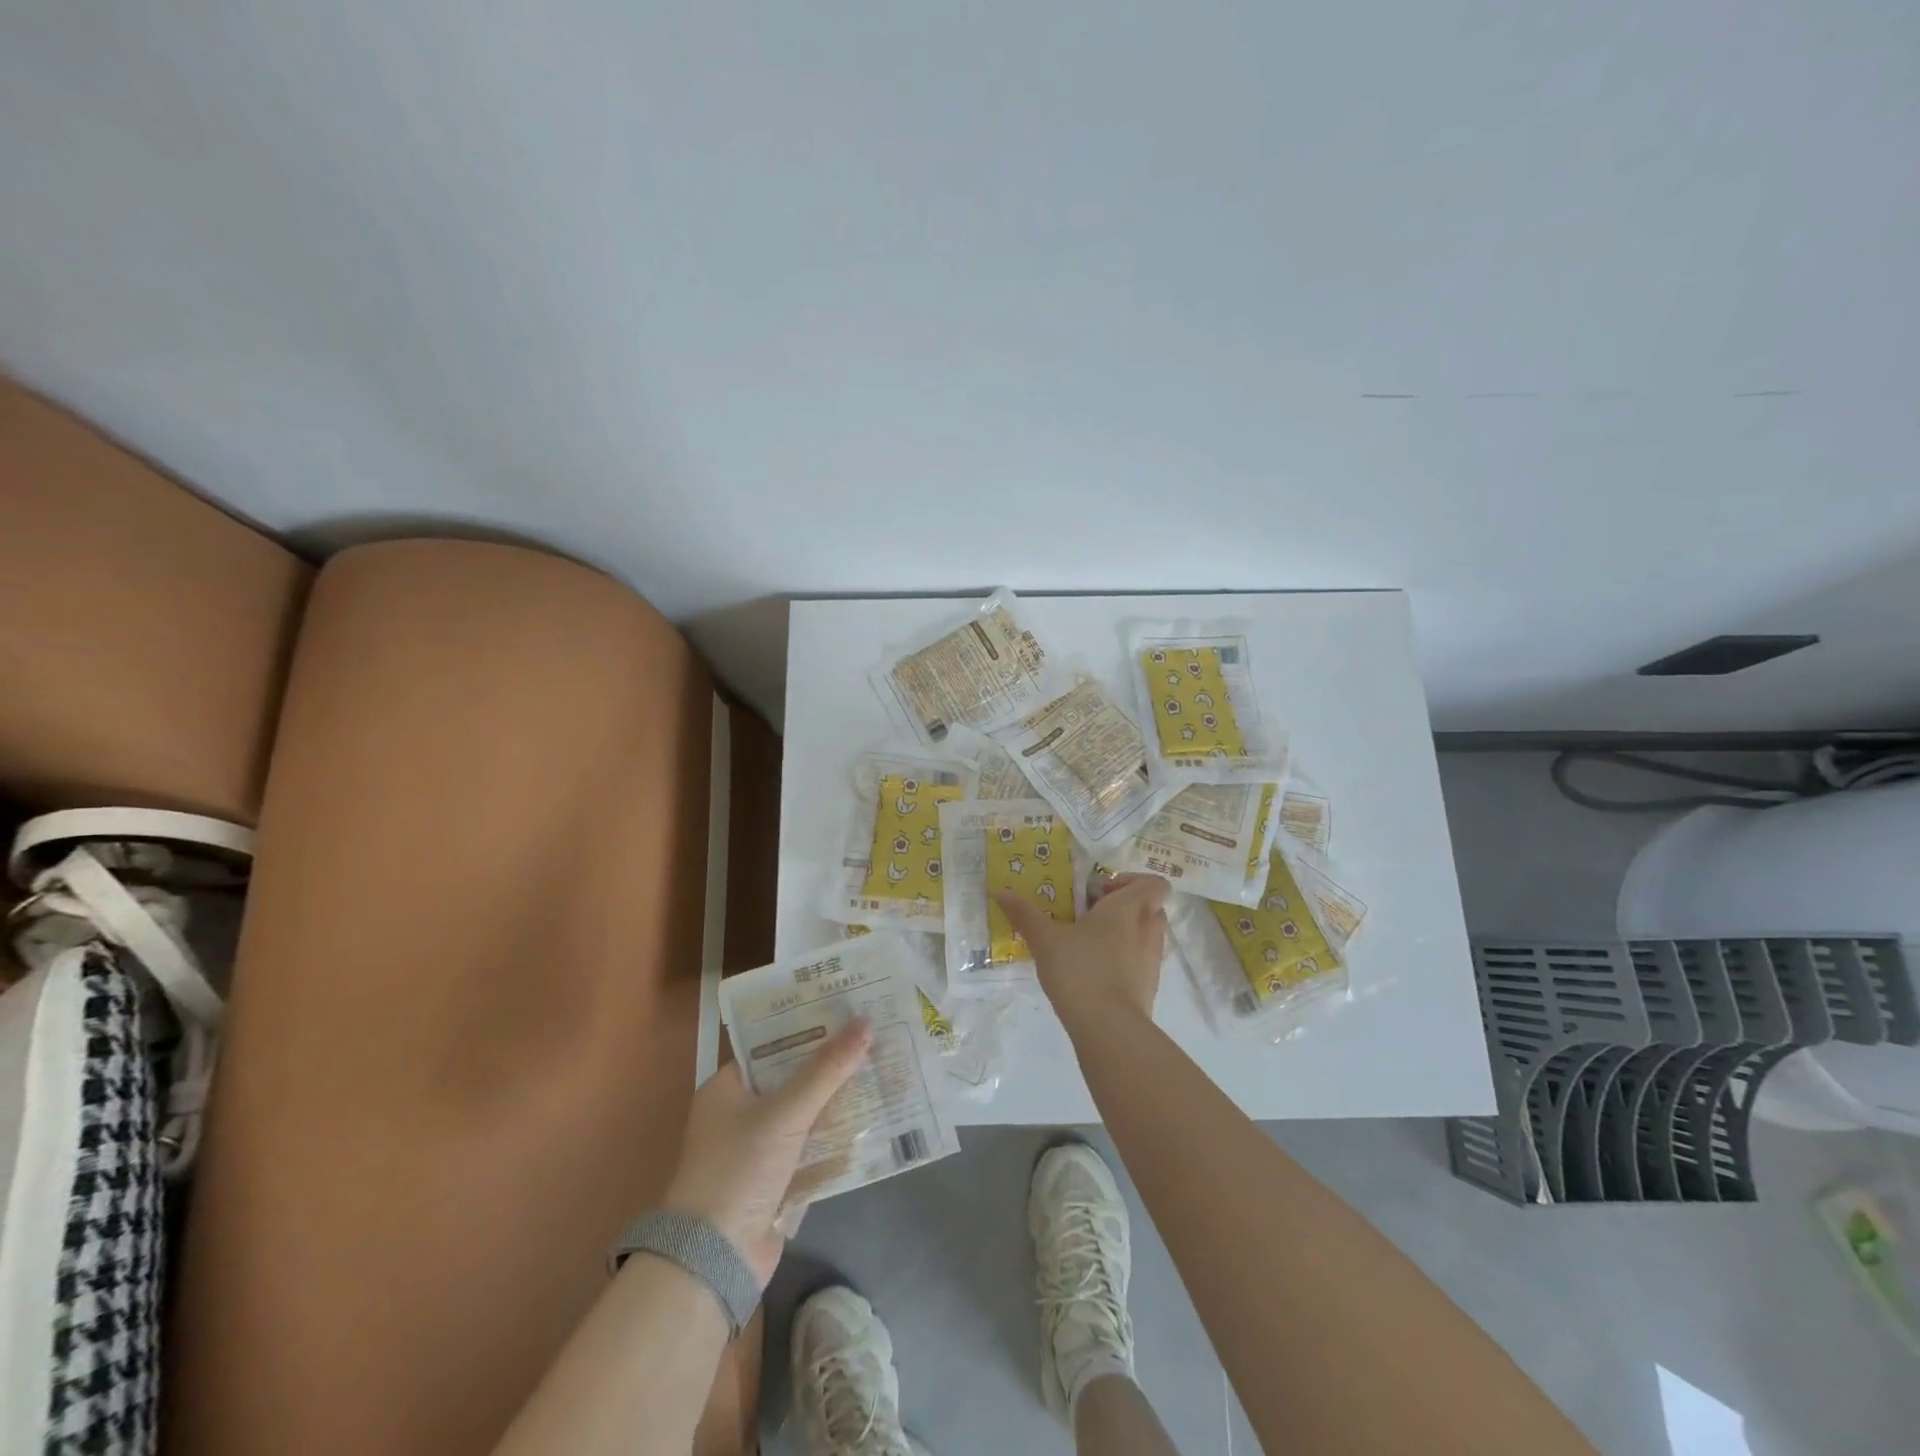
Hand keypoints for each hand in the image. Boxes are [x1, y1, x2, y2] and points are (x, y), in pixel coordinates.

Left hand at [661, 1019, 870, 1286]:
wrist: (714, 1260)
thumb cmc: (739, 1169)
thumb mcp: (785, 1113)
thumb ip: (826, 1070)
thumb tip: (865, 1022)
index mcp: (727, 1088)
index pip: (773, 1045)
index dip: (809, 1028)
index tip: (847, 1012)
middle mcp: (739, 1113)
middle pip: (793, 1079)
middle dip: (831, 1066)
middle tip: (874, 1039)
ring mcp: (757, 1150)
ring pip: (806, 1115)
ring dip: (838, 1103)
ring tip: (882, 1073)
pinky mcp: (775, 1182)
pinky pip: (811, 1149)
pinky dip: (835, 1140)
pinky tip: (873, 1124)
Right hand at [994, 872, 1170, 1030]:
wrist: (1109, 1029)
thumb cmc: (1080, 970)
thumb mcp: (1045, 939)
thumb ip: (1024, 913)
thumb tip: (1000, 892)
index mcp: (1129, 908)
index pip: (1154, 883)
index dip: (1132, 881)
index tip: (1101, 892)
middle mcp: (1149, 929)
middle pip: (1150, 906)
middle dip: (1124, 906)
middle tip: (1091, 914)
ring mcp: (1153, 960)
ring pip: (1146, 934)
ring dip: (1125, 932)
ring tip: (1089, 943)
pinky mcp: (1149, 987)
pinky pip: (1141, 961)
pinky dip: (1125, 960)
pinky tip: (1094, 971)